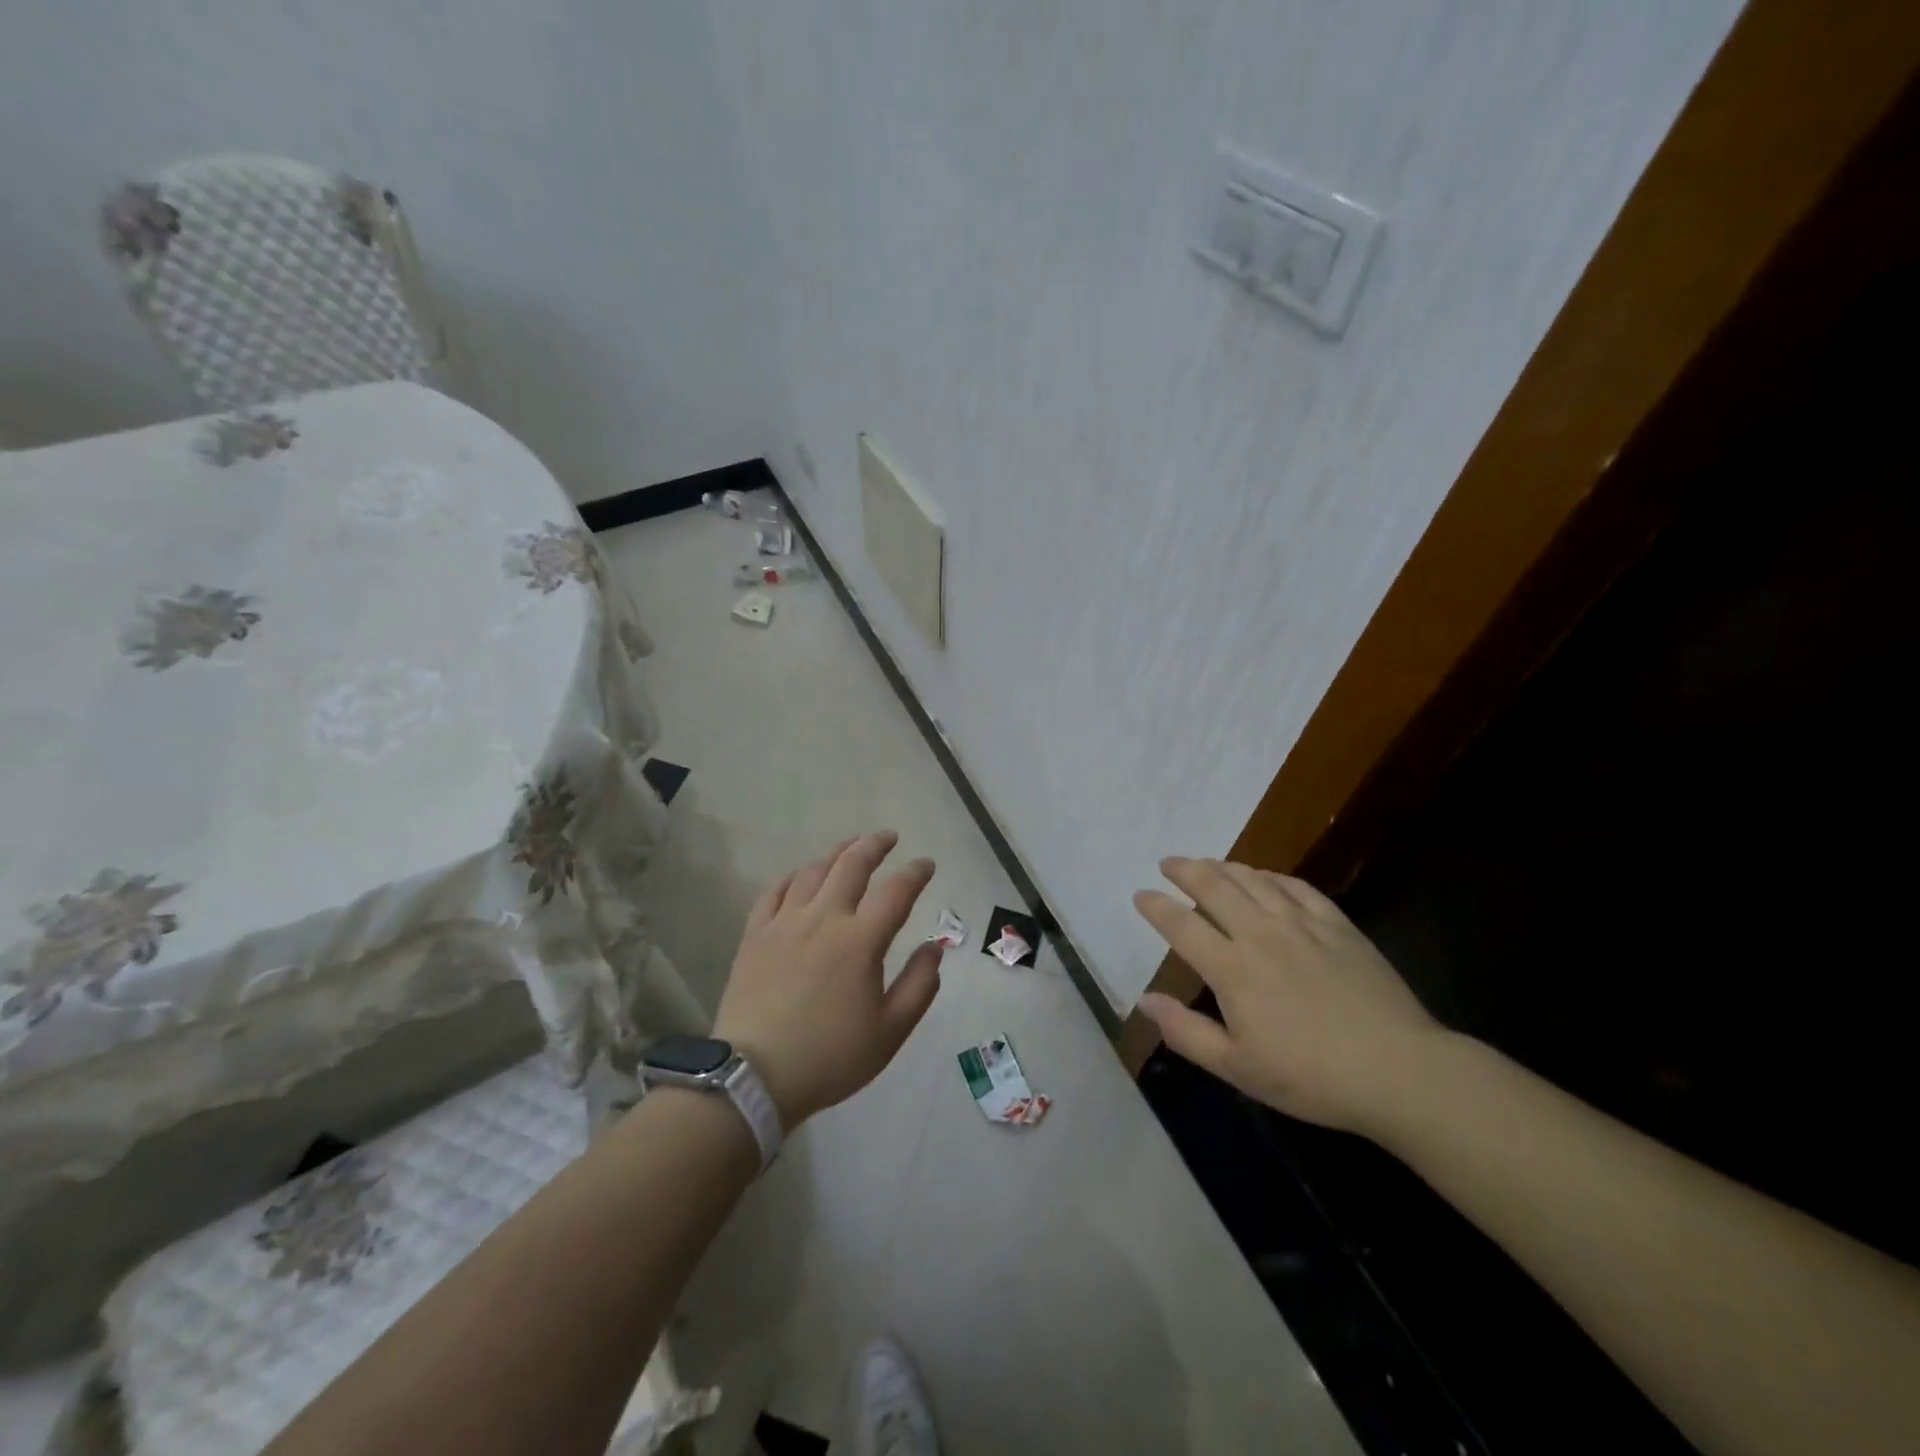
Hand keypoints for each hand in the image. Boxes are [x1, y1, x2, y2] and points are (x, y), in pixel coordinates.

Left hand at [713, 831, 943, 1129]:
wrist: (754, 1078)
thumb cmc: (830, 1057)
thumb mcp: (890, 1032)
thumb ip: (919, 986)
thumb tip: (933, 948)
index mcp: (860, 941)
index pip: (896, 892)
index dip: (916, 873)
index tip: (927, 864)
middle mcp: (823, 918)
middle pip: (851, 865)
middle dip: (874, 845)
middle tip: (889, 837)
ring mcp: (784, 923)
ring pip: (813, 871)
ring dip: (836, 853)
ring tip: (850, 848)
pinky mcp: (755, 935)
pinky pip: (775, 891)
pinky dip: (793, 876)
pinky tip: (801, 876)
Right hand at [1133, 857, 1445, 1137]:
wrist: (1399, 1071)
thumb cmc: (1311, 1077)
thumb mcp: (1238, 1067)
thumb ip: (1185, 1031)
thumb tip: (1144, 999)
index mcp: (1232, 969)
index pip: (1182, 925)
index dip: (1156, 906)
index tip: (1140, 894)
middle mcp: (1261, 934)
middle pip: (1214, 887)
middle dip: (1185, 870)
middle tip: (1169, 862)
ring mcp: (1302, 925)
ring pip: (1253, 880)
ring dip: (1224, 867)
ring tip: (1208, 863)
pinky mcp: (1337, 925)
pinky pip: (1296, 887)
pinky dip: (1272, 876)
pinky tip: (1265, 877)